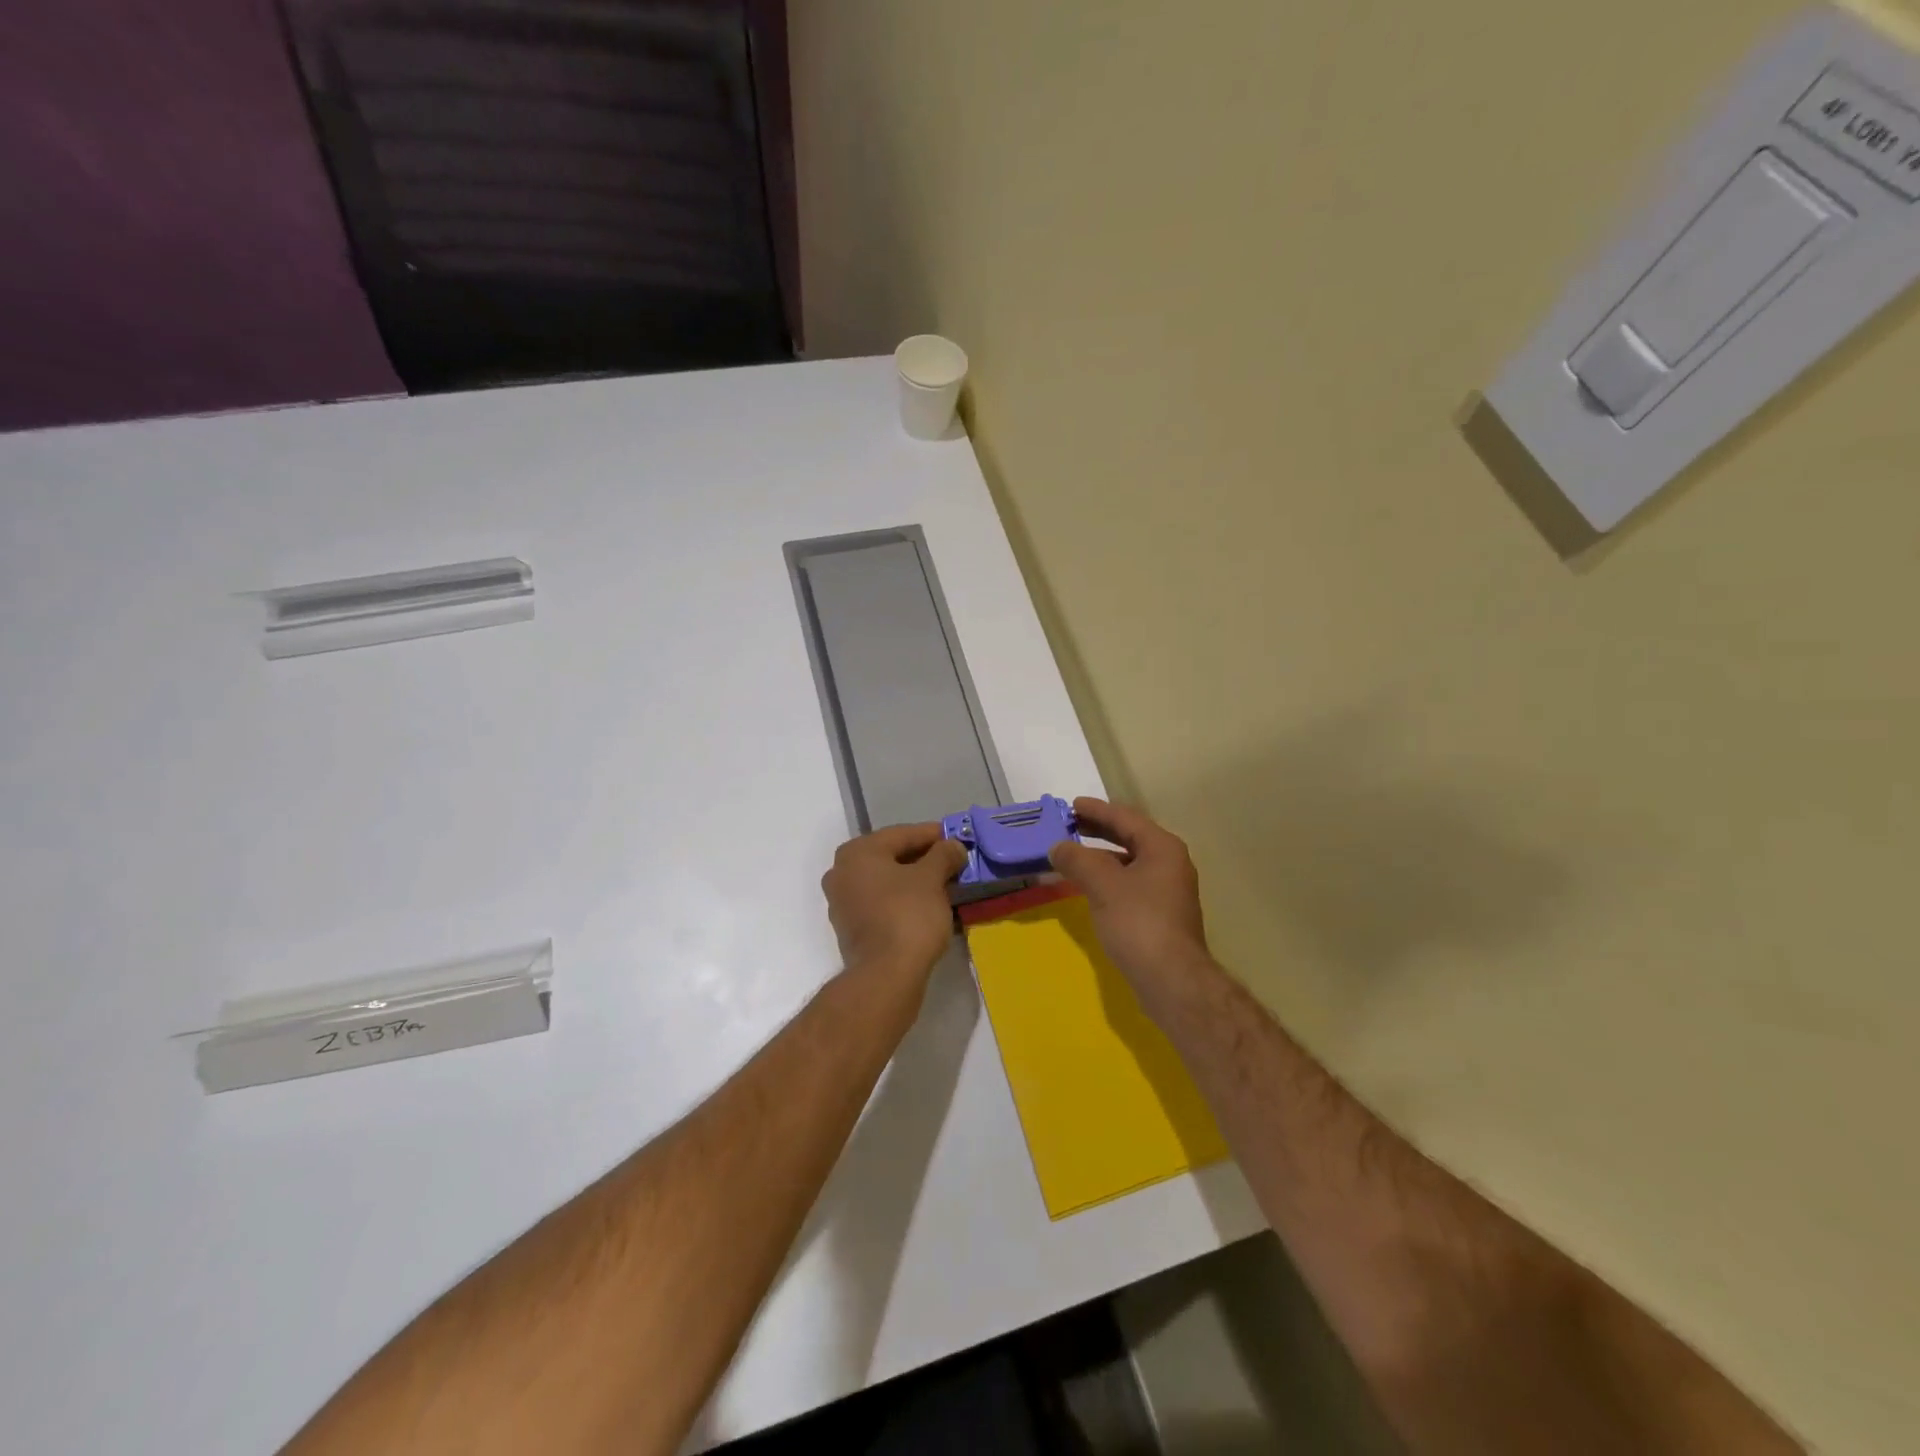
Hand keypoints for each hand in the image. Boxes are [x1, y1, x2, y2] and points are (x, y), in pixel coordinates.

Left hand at [821, 823, 966, 982]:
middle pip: (891, 857)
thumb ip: (944, 855)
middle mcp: (842, 872)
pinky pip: (881, 903)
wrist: (886, 975)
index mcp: (857, 852)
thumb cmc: (908, 915)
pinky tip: (928, 906)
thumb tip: (954, 846)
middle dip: (924, 858)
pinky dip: (903, 900)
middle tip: (953, 861)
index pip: (902, 834)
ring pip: (886, 881)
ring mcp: (842, 903)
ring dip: (914, 881)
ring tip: (945, 884)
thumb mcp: (932, 878)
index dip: (933, 835)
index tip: (957, 838)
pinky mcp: (851, 929)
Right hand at [1049, 798, 1212, 1004]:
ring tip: (1073, 856)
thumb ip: (1077, 859)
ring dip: (1101, 856)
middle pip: (1130, 838)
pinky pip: (1130, 884)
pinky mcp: (1161, 915)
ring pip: (1129, 862)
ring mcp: (1168, 891)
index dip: (1097, 810)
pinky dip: (1108, 878)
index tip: (1072, 805)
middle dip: (1098, 831)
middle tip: (1069, 825)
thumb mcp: (1102, 884)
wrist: (1171, 979)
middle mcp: (1170, 864)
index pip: (1126, 818)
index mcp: (1162, 848)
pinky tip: (1089, 887)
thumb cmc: (1138, 922)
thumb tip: (1058, 847)